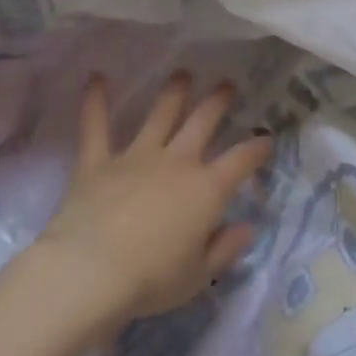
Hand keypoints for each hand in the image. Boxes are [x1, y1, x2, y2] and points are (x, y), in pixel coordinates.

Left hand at [38, 74, 272, 320]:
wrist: (89, 274)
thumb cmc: (150, 280)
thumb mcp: (198, 275)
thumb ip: (225, 249)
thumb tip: (247, 228)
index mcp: (207, 189)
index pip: (242, 160)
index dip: (257, 147)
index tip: (266, 139)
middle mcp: (177, 162)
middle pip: (203, 122)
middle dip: (217, 102)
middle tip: (225, 84)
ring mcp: (136, 157)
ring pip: (160, 115)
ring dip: (173, 93)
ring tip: (182, 74)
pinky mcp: (97, 163)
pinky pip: (96, 127)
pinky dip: (95, 102)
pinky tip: (96, 78)